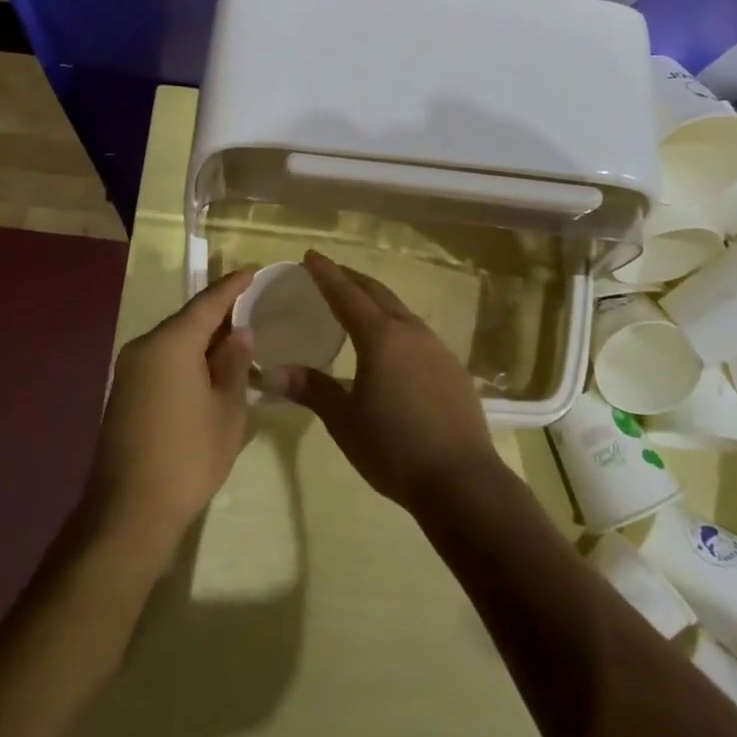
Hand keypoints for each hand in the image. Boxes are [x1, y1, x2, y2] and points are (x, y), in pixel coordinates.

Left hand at [88, 268, 256, 545]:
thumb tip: (238, 334)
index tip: (253, 270)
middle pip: (187, 320)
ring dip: (203, 339)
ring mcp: (129, 371)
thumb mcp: (228, 408)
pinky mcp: (125, 394)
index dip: (233, 286)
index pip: (207, 303)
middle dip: (219, 313)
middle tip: (251, 307)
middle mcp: (144, 347)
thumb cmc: (189, 455)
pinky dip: (187, 358)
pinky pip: (162, 361)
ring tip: (236, 339)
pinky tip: (208, 369)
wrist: (130, 510)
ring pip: (173, 342)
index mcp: (171, 344)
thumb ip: (235, 364)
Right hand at [267, 252, 497, 511]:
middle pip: (377, 294)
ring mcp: (437, 348)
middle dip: (352, 279)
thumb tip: (274, 372)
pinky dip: (396, 324)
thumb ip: (313, 390)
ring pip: (401, 311)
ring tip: (357, 305)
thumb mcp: (345, 421)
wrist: (461, 480)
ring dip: (376, 300)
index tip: (310, 256)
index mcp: (381, 338)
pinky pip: (418, 333)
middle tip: (329, 272)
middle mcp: (411, 332)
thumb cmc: (394, 448)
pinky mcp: (452, 368)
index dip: (326, 274)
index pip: (346, 295)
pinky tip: (392, 344)